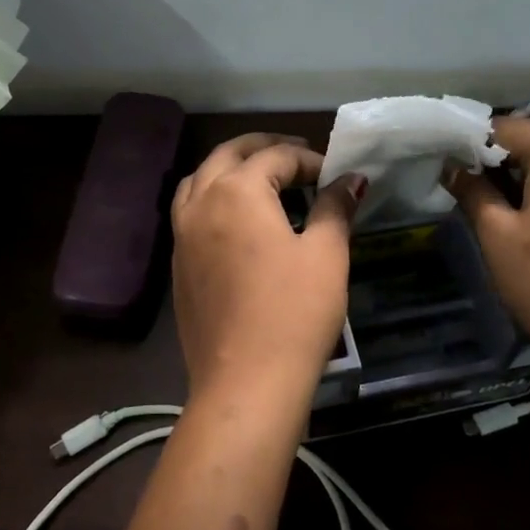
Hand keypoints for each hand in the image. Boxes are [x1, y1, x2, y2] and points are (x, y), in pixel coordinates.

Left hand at [171, 134, 364, 404]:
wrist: (246, 382)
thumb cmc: (295, 312)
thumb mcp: (326, 254)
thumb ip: (335, 207)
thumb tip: (351, 179)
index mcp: (237, 191)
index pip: (276, 157)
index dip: (310, 160)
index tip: (336, 174)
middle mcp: (201, 203)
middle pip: (228, 155)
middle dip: (263, 148)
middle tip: (296, 155)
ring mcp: (182, 235)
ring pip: (200, 180)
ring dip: (229, 168)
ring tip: (260, 178)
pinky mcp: (177, 265)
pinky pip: (190, 212)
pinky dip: (213, 198)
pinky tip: (236, 220)